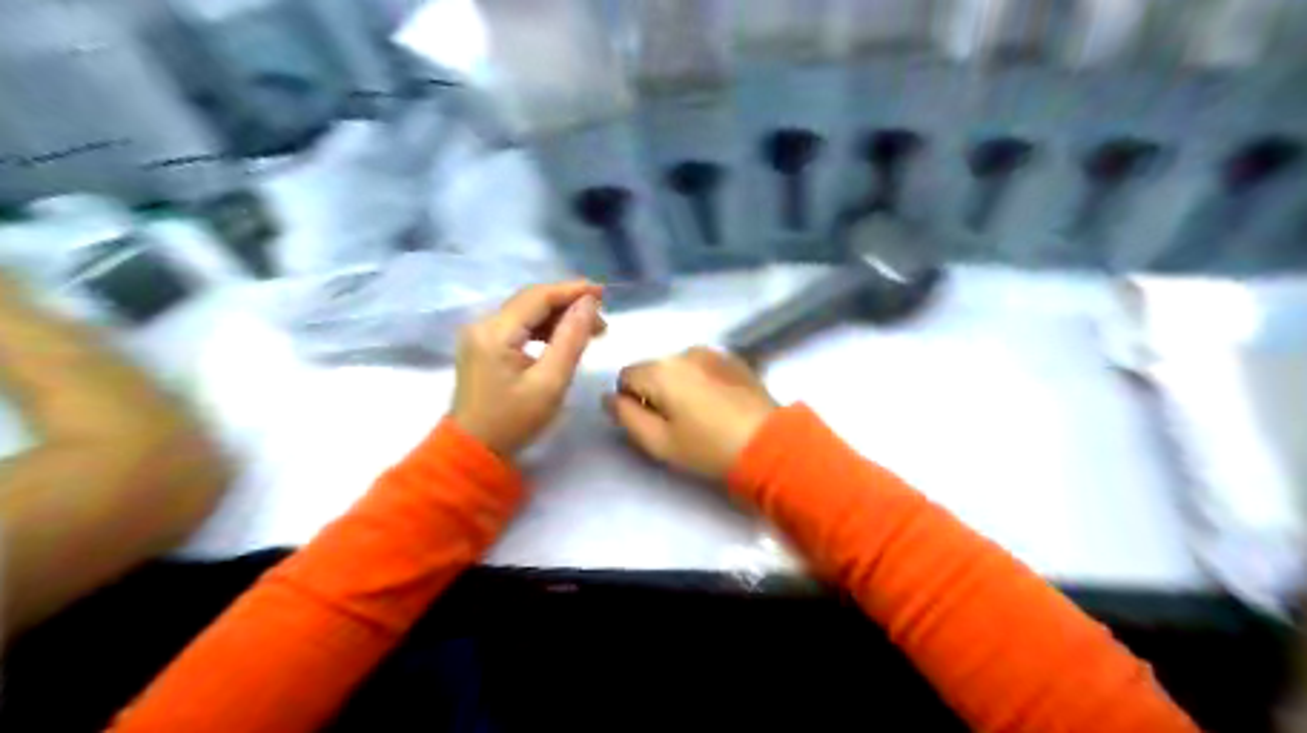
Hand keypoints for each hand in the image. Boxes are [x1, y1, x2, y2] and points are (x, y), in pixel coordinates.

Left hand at [452, 280, 605, 458]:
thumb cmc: (513, 421)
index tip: (604, 293)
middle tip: (601, 322)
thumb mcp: (550, 383)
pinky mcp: (482, 345)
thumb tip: (588, 303)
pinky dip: (543, 327)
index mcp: (496, 332)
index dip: (572, 290)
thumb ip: (571, 339)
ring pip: (525, 311)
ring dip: (557, 316)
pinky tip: (562, 339)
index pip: (538, 296)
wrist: (472, 450)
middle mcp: (483, 324)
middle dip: (568, 304)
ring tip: (588, 331)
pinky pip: (517, 325)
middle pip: (531, 300)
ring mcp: (479, 334)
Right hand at [610, 347, 778, 480]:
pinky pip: (703, 366)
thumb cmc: (707, 447)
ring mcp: (712, 352)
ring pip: (679, 367)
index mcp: (660, 370)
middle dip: (655, 391)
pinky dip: (701, 380)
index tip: (652, 423)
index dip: (631, 400)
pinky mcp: (734, 359)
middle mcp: (684, 352)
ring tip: (700, 414)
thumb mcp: (658, 442)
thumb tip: (609, 397)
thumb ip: (625, 416)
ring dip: (679, 385)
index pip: (626, 376)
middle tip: (676, 423)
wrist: (767, 442)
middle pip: (653, 369)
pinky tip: (718, 404)